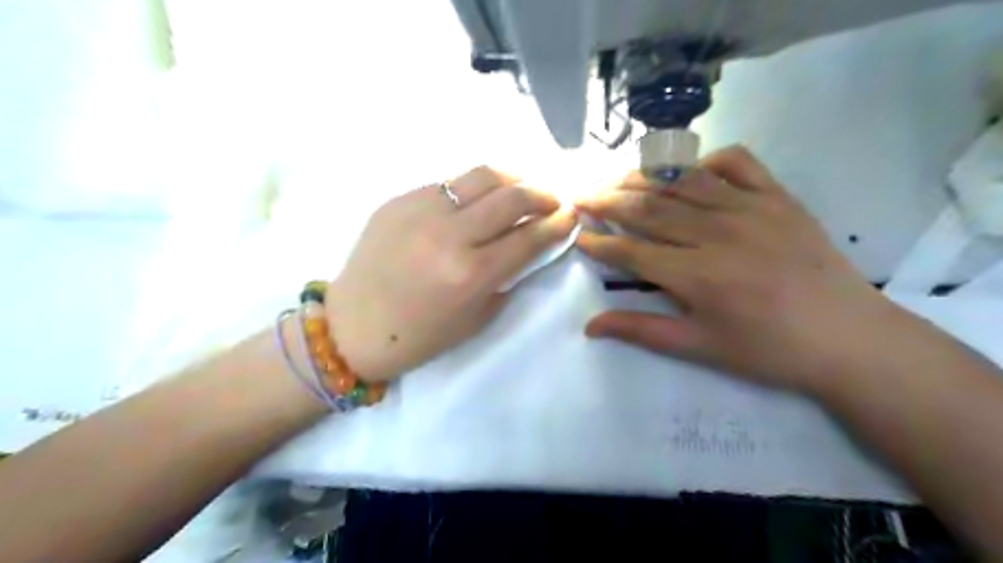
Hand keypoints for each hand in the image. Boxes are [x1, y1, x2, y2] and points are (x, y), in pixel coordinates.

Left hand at [325, 165, 576, 380]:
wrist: (352, 327)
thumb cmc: (419, 336)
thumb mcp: (476, 318)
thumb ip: (507, 278)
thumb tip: (528, 246)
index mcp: (471, 273)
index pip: (529, 237)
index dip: (557, 224)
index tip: (571, 216)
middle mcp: (449, 234)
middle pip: (512, 197)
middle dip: (543, 195)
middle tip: (554, 200)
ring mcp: (420, 210)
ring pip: (482, 176)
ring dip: (513, 180)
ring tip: (522, 189)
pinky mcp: (399, 199)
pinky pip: (448, 184)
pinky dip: (473, 189)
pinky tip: (477, 201)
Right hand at [572, 144, 891, 391]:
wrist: (847, 337)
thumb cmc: (767, 350)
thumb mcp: (699, 347)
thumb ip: (641, 330)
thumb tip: (589, 326)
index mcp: (696, 275)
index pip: (632, 251)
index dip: (601, 243)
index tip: (579, 235)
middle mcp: (717, 233)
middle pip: (649, 209)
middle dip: (609, 202)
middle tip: (583, 196)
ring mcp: (750, 209)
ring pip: (683, 182)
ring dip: (644, 177)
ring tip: (617, 178)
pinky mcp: (778, 197)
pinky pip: (737, 162)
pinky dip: (707, 159)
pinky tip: (689, 170)